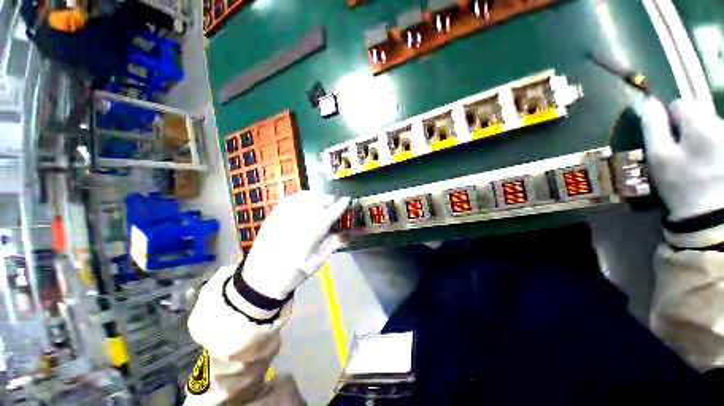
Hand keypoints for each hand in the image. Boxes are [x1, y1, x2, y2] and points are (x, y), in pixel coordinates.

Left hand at [241, 191, 349, 298]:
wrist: (261, 277)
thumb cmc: (294, 272)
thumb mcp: (318, 261)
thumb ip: (334, 242)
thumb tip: (350, 231)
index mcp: (311, 233)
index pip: (331, 212)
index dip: (341, 204)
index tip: (348, 199)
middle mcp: (299, 219)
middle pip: (319, 200)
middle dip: (330, 199)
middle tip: (335, 204)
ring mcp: (285, 214)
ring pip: (306, 196)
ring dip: (318, 196)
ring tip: (322, 201)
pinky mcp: (275, 213)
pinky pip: (292, 197)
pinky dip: (303, 196)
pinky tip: (306, 201)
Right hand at [642, 98, 723, 220]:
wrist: (710, 215)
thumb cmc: (681, 184)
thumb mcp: (659, 157)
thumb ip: (653, 127)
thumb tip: (649, 103)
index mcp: (701, 125)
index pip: (679, 105)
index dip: (668, 119)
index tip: (666, 139)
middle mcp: (720, 124)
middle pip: (697, 113)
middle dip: (685, 128)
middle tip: (680, 152)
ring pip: (708, 125)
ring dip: (698, 137)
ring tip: (695, 160)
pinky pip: (717, 136)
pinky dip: (709, 145)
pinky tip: (707, 162)